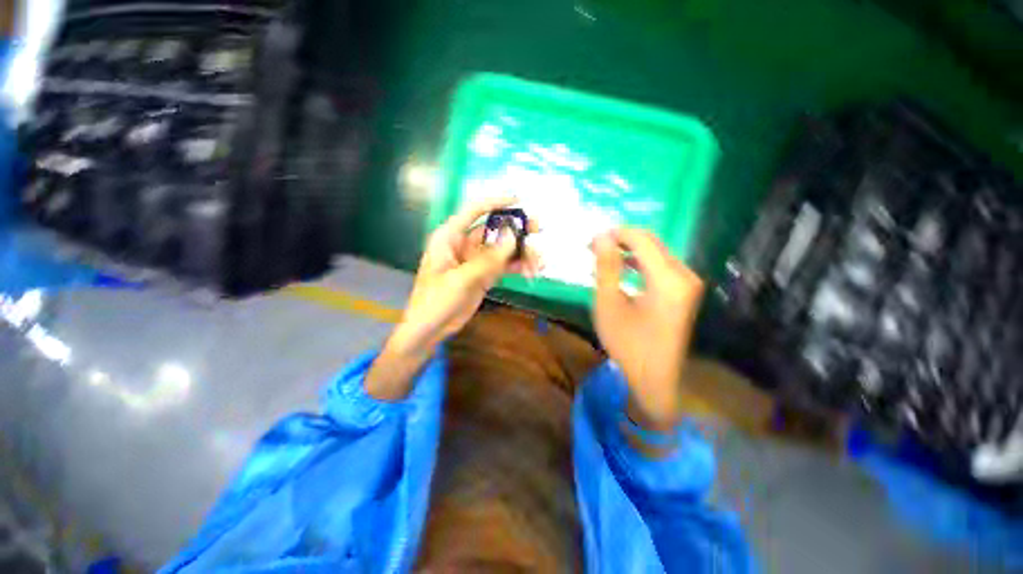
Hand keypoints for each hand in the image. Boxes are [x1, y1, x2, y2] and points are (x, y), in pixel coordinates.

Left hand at [365, 197, 540, 399]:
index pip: (474, 210)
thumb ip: (488, 259)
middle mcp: (464, 244)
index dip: (497, 202)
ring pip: (502, 249)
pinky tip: (531, 271)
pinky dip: (517, 266)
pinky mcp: (483, 275)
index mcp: (450, 237)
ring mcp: (475, 261)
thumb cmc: (435, 301)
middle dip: (516, 229)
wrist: (429, 330)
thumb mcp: (461, 280)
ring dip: (521, 253)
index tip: (520, 200)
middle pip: (494, 229)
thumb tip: (513, 235)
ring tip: (539, 263)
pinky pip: (503, 265)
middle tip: (538, 230)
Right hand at [592, 229, 703, 431]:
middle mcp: (684, 274)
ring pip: (656, 252)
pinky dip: (640, 263)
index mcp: (668, 278)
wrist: (655, 378)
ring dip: (629, 250)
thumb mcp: (608, 303)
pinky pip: (661, 266)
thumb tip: (601, 235)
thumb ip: (606, 267)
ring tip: (602, 256)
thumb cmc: (627, 343)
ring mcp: (688, 283)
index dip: (615, 233)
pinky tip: (622, 268)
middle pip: (651, 242)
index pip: (641, 238)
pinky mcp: (684, 291)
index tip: (591, 240)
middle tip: (593, 248)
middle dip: (621, 240)